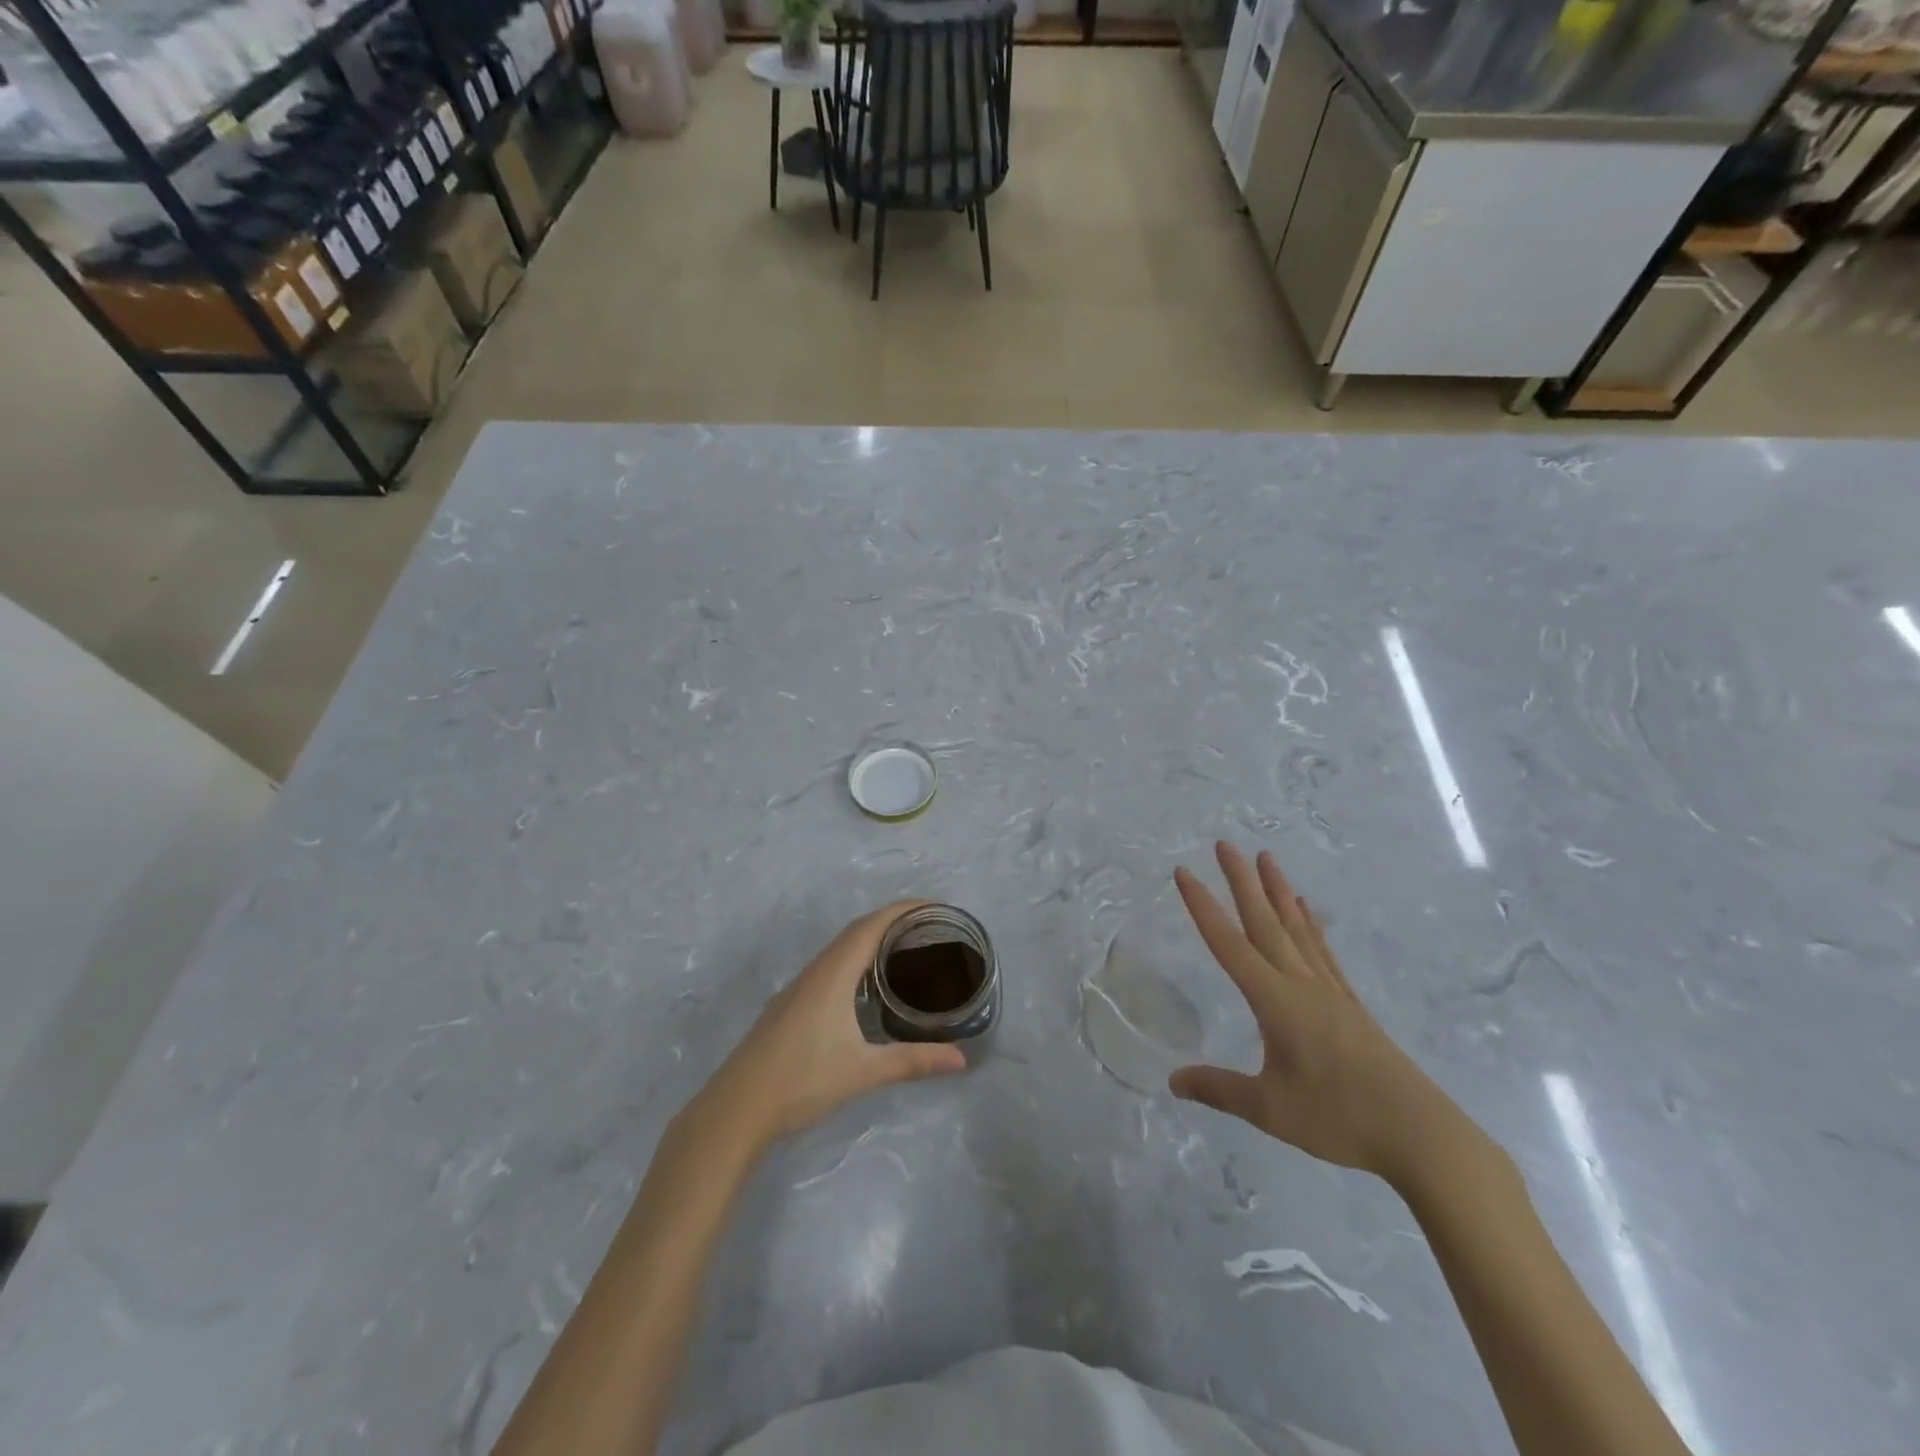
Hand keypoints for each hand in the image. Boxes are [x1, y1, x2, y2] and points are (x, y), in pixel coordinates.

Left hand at [693, 902, 967, 1156]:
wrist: (737, 1108)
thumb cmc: (802, 1081)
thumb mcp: (864, 1071)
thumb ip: (913, 1062)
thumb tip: (961, 1060)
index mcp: (833, 974)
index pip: (871, 926)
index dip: (902, 910)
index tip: (934, 907)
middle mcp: (815, 971)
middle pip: (856, 931)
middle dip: (891, 921)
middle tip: (928, 929)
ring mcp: (799, 987)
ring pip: (839, 949)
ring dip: (870, 940)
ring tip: (904, 950)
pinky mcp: (790, 1004)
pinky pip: (829, 966)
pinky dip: (854, 960)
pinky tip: (865, 986)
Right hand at [1169, 842, 1469, 1186]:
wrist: (1421, 1134)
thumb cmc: (1339, 1118)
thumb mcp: (1269, 1109)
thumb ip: (1219, 1089)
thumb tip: (1173, 1080)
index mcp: (1276, 1001)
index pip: (1229, 944)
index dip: (1203, 907)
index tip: (1184, 872)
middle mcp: (1300, 984)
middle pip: (1265, 922)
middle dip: (1241, 881)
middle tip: (1225, 844)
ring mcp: (1329, 990)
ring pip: (1296, 928)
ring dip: (1277, 891)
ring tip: (1265, 858)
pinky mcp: (1349, 1003)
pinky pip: (1321, 950)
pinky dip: (1309, 924)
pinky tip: (1306, 909)